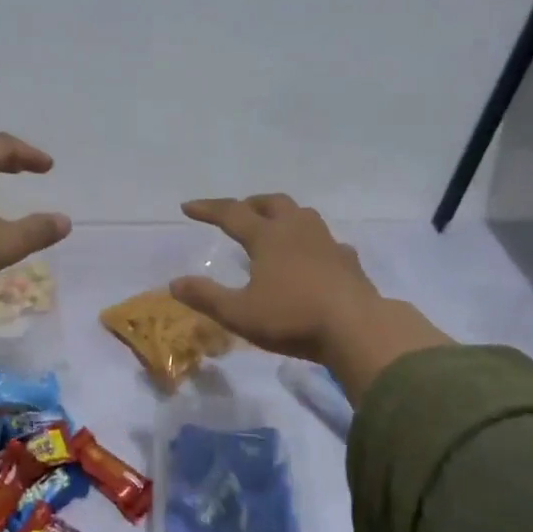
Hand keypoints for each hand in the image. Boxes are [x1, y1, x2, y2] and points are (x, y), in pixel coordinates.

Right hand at [170, 194, 448, 396]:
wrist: (357, 328)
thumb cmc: (292, 318)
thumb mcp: (239, 314)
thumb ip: (206, 297)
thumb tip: (175, 283)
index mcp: (268, 237)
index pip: (232, 213)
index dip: (208, 209)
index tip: (188, 207)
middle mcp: (297, 230)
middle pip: (272, 203)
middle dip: (251, 203)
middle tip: (238, 212)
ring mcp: (327, 243)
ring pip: (303, 215)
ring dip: (283, 215)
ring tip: (274, 228)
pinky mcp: (348, 261)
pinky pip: (326, 241)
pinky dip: (311, 243)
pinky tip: (312, 258)